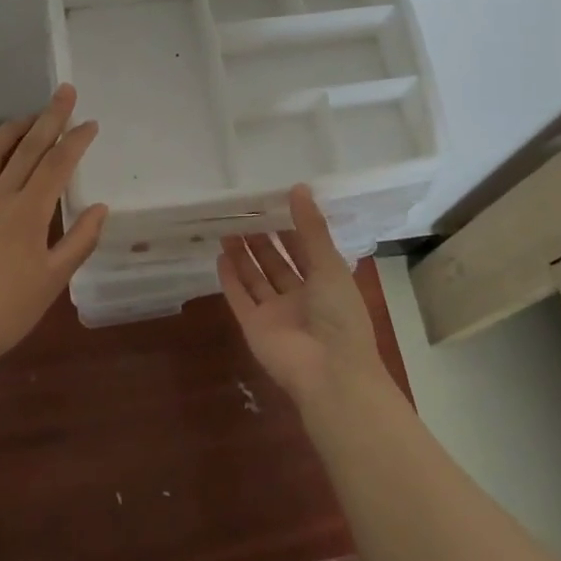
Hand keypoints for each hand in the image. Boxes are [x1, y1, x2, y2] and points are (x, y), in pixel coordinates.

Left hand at [0, 85, 107, 376]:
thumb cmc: (9, 310)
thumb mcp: (54, 280)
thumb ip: (80, 240)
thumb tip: (100, 208)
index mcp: (27, 213)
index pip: (57, 164)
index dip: (76, 140)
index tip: (90, 123)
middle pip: (27, 147)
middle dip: (49, 116)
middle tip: (65, 92)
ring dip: (11, 130)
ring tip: (27, 118)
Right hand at [218, 185, 388, 411]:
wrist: (329, 373)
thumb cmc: (340, 315)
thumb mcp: (329, 264)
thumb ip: (311, 228)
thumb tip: (298, 187)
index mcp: (326, 284)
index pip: (305, 250)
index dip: (290, 228)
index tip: (272, 202)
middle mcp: (300, 297)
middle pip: (277, 263)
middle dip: (262, 239)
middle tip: (243, 212)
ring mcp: (276, 314)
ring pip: (256, 279)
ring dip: (243, 255)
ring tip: (227, 227)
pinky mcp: (254, 327)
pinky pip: (240, 299)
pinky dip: (230, 280)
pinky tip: (220, 256)